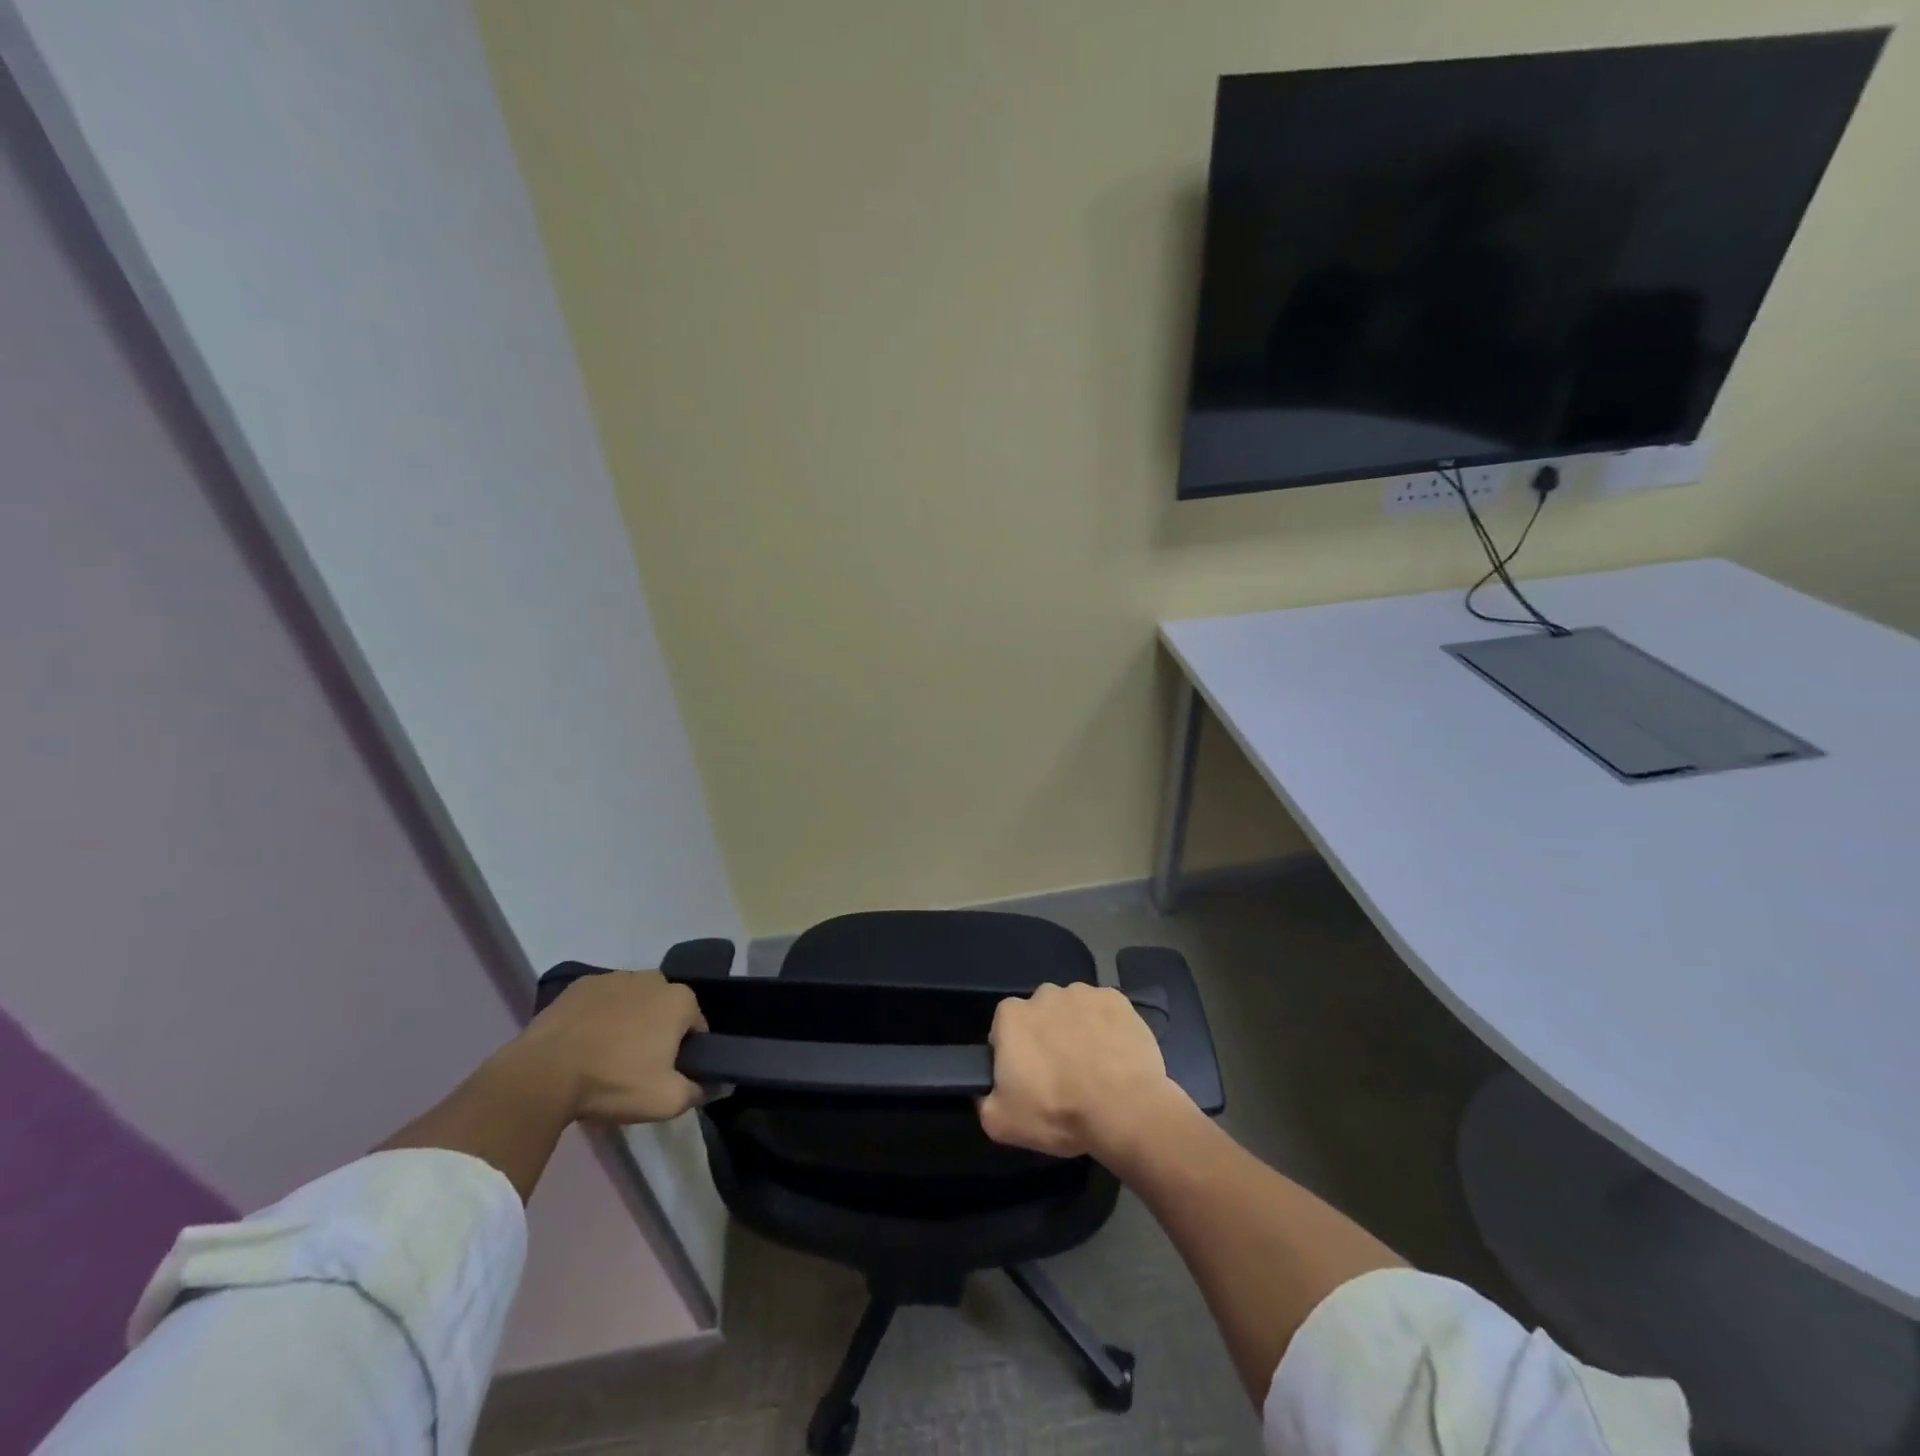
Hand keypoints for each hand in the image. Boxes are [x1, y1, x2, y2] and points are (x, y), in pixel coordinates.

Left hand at [513, 970, 706, 1124]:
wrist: (543, 1074)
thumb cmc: (614, 1082)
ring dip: (629, 1020)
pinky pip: (601, 1000)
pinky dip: (599, 1015)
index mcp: (679, 1000)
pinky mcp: (580, 984)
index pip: (696, 1026)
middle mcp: (653, 978)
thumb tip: (717, 1085)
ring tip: (607, 1055)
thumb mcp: (667, 1101)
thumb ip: (699, 1091)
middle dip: (658, 1031)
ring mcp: (614, 977)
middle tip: (638, 1066)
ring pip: (633, 1001)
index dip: (686, 1052)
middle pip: (665, 1009)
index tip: (667, 1074)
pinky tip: (584, 1042)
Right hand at [978, 982, 1188, 1160]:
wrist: (1126, 1110)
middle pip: (1039, 1015)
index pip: (1004, 1030)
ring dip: (1077, 1030)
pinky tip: (1115, 1055)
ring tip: (1093, 1067)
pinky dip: (1106, 1026)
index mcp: (1011, 1015)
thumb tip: (986, 1092)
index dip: (1015, 1055)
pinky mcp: (1117, 999)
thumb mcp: (1002, 1123)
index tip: (1029, 1080)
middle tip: (1062, 1075)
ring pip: (1073, 1010)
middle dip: (1046, 1037)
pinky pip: (1104, 1010)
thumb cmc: (1059, 1112)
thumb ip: (984, 1102)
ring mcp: (1083, 992)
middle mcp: (1044, 993)